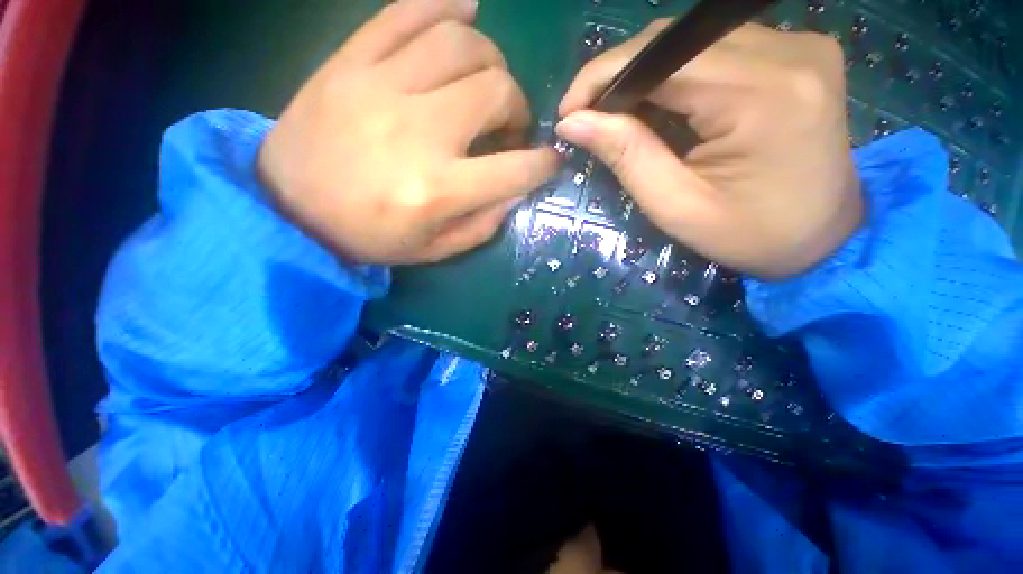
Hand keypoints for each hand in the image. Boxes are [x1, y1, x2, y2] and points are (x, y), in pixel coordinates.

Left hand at [259, 0, 557, 263]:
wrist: (289, 210)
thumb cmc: (369, 237)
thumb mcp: (435, 249)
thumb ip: (484, 224)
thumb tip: (518, 189)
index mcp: (439, 190)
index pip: (517, 168)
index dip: (543, 164)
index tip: (548, 161)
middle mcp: (417, 132)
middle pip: (496, 90)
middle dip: (518, 107)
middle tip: (508, 124)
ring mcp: (380, 87)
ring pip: (461, 42)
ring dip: (491, 62)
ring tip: (486, 83)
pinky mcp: (349, 62)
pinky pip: (405, 12)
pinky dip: (444, 4)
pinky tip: (465, 12)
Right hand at [557, 22, 860, 278]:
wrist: (824, 237)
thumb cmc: (749, 235)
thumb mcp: (676, 206)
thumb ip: (627, 156)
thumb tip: (573, 122)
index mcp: (762, 95)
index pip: (659, 58)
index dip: (602, 77)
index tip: (569, 112)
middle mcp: (788, 51)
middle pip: (675, 41)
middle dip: (619, 75)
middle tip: (588, 116)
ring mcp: (799, 45)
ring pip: (691, 41)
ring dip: (644, 74)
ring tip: (618, 113)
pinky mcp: (798, 51)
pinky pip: (716, 48)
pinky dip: (676, 73)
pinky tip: (661, 104)